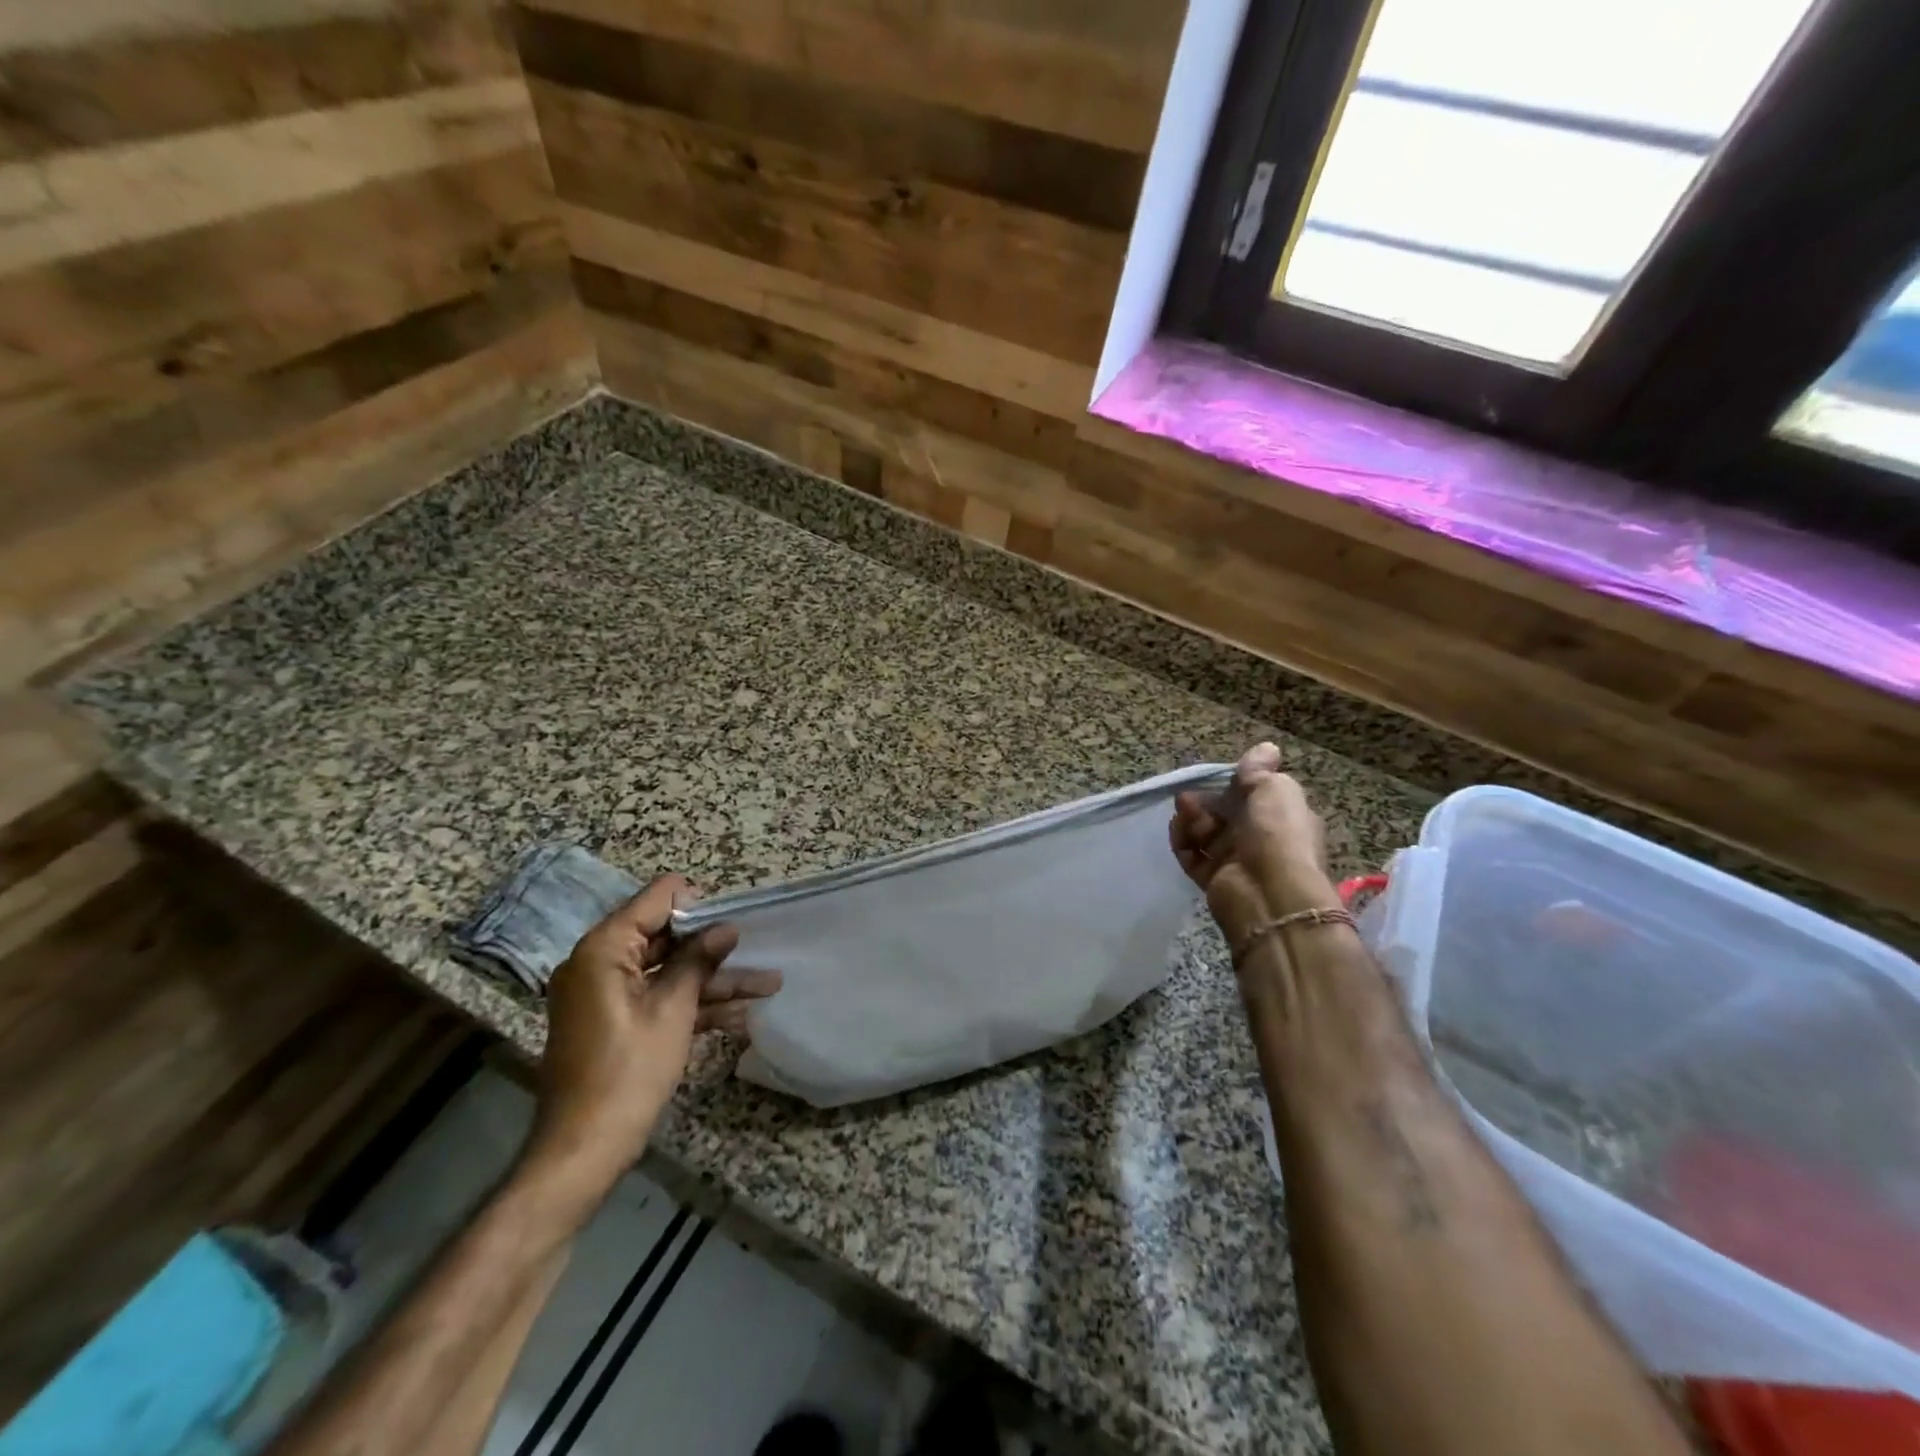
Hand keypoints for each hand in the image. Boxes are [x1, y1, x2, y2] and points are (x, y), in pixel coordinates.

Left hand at [524, 875, 779, 1204]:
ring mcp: (606, 994)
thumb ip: (698, 961)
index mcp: (604, 949)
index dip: (697, 905)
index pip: (656, 900)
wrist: (583, 1151)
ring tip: (768, 985)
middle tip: (758, 949)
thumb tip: (725, 928)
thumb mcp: (672, 1010)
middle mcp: (599, 963)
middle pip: (665, 936)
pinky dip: (694, 1004)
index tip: (732, 921)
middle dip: (713, 946)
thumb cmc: (628, 1071)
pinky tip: (741, 1015)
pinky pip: (658, 998)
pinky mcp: (615, 1022)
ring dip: (714, 980)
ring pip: (668, 971)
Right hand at [1170, 743, 1336, 954]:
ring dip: (1191, 821)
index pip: (1254, 795)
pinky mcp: (1214, 880)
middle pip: (1225, 814)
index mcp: (1283, 816)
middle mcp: (1261, 839)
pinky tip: (1178, 834)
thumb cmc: (1277, 834)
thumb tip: (1267, 748)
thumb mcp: (1274, 789)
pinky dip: (1183, 843)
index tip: (1216, 778)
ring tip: (1183, 816)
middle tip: (1187, 800)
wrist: (1269, 894)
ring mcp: (1237, 861)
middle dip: (1205, 803)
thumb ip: (1260, 770)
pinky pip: (1193, 856)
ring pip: (1206, 834)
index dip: (1234, 786)